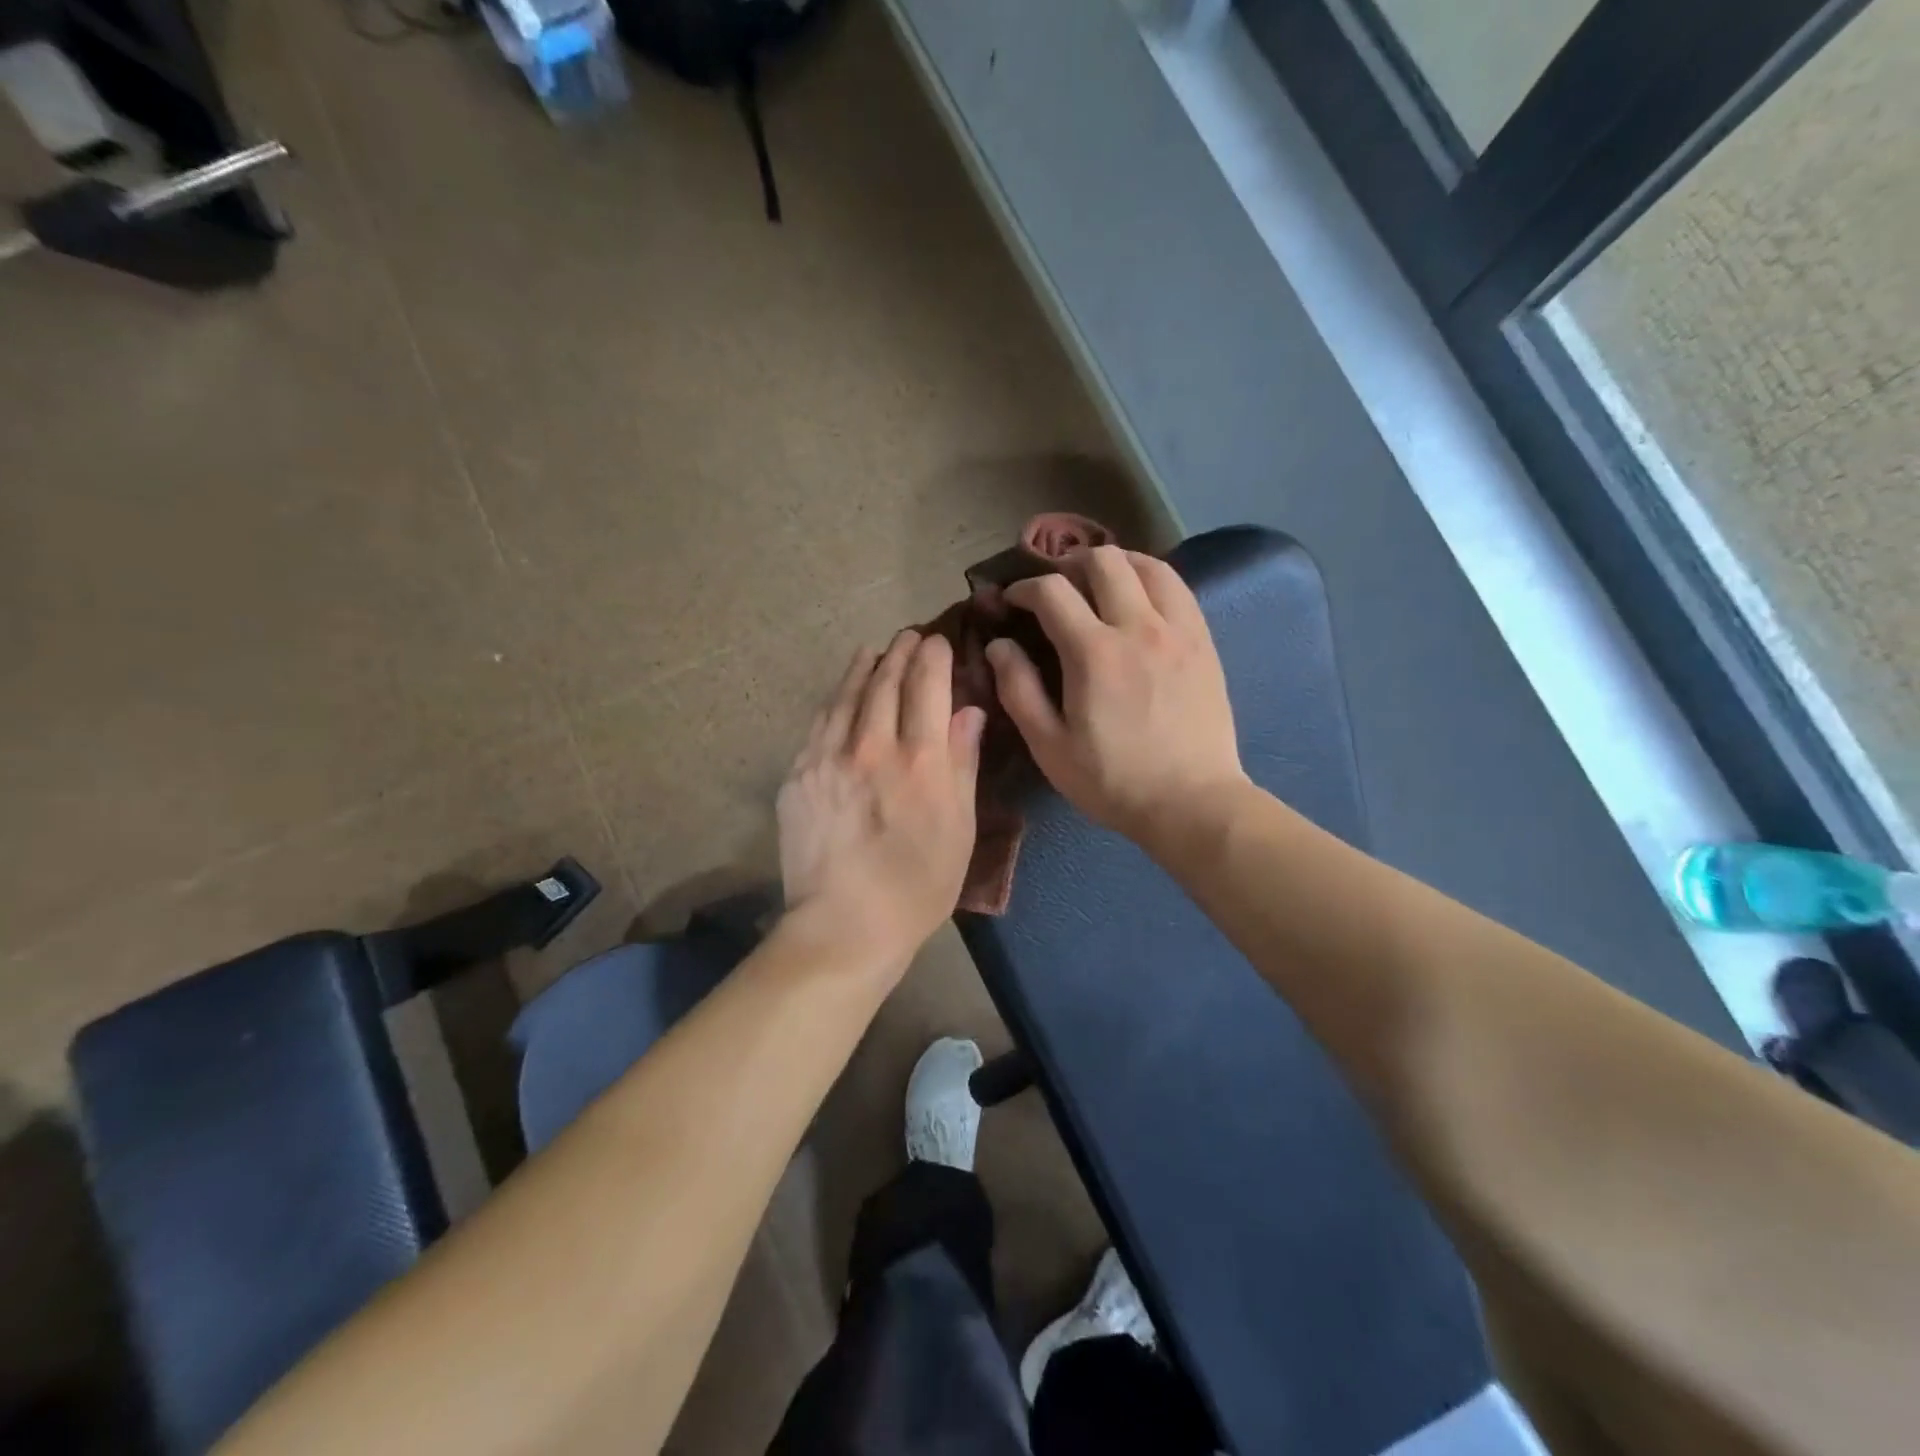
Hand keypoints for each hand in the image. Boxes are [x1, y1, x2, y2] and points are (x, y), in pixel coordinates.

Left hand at [778, 631, 986, 969]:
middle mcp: (872, 746)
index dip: (934, 656)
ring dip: (864, 666)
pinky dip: (835, 700)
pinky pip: (819, 723)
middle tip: (909, 636)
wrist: (844, 925)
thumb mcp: (960, 829)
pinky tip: (840, 694)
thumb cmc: (918, 886)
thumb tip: (969, 711)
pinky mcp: (799, 775)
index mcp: (921, 760)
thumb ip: (963, 763)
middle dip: (900, 652)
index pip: (928, 685)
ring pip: (847, 695)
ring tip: (873, 651)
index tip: (938, 641)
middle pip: (886, 682)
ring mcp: (828, 758)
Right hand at [986, 546, 1246, 844]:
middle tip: (1056, 588)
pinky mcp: (1204, 642)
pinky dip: (1152, 580)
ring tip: (1099, 585)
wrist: (1192, 803)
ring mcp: (1178, 631)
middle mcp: (1138, 627)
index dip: (1024, 588)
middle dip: (1069, 564)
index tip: (1012, 601)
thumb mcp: (1050, 746)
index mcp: (1093, 653)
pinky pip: (1179, 588)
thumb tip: (999, 645)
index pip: (1051, 591)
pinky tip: (1140, 601)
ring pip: (1148, 565)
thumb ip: (1018, 690)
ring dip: (1116, 564)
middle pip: (1102, 561)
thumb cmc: (1113, 781)